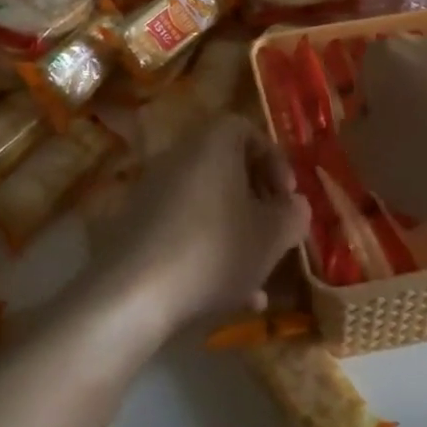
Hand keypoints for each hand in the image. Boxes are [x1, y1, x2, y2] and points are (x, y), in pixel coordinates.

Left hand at [98, 114, 308, 334]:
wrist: (132, 293)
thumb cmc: (214, 250)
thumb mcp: (271, 237)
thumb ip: (293, 215)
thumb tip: (294, 205)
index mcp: (213, 143)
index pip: (246, 130)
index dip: (274, 160)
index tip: (288, 196)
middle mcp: (180, 156)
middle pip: (227, 168)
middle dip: (257, 202)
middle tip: (275, 233)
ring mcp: (154, 191)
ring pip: (209, 204)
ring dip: (237, 233)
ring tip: (259, 276)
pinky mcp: (137, 226)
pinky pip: (184, 229)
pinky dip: (209, 251)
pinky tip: (231, 297)